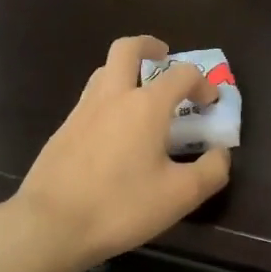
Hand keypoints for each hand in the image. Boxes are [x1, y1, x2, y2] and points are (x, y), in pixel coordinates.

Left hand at [11, 36, 231, 268]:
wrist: (49, 225)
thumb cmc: (120, 206)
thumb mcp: (180, 196)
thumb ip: (211, 171)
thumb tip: (220, 154)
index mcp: (146, 105)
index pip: (182, 74)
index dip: (203, 83)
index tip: (210, 104)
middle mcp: (113, 96)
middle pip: (127, 49)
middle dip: (149, 46)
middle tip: (164, 57)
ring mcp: (82, 111)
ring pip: (104, 72)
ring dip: (126, 72)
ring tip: (141, 97)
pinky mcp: (63, 130)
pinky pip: (90, 100)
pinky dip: (108, 101)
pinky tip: (114, 133)